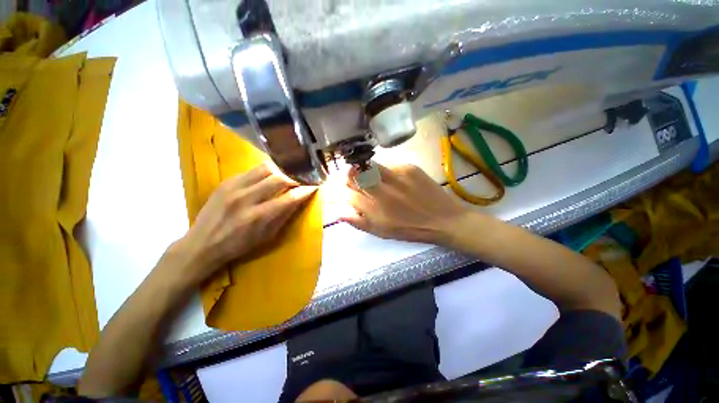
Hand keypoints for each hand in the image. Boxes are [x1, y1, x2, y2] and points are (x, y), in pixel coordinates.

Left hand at [175, 164, 315, 283]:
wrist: (203, 243)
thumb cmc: (239, 245)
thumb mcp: (267, 236)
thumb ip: (284, 215)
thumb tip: (299, 199)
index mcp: (259, 217)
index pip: (290, 197)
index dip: (305, 190)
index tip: (314, 186)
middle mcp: (247, 198)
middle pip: (279, 178)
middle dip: (294, 178)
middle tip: (300, 180)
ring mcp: (234, 187)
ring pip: (266, 168)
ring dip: (280, 171)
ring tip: (285, 177)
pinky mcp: (226, 181)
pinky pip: (252, 170)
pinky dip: (265, 173)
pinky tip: (267, 179)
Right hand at [340, 163, 469, 244]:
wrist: (443, 219)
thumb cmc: (410, 229)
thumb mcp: (381, 232)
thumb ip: (358, 221)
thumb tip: (337, 212)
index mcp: (374, 210)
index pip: (347, 192)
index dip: (340, 188)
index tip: (340, 187)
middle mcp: (382, 191)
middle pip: (354, 174)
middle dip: (348, 175)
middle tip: (350, 177)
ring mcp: (395, 177)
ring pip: (369, 166)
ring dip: (363, 169)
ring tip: (368, 175)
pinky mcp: (408, 168)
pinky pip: (388, 165)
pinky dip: (383, 171)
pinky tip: (391, 179)